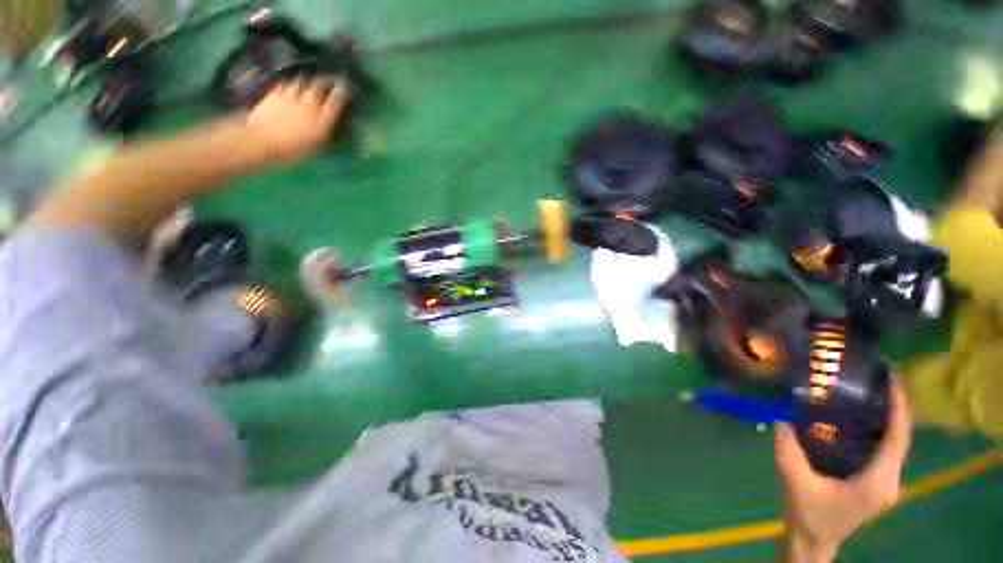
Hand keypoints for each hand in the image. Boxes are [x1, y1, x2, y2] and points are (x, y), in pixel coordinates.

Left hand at [245, 77, 349, 163]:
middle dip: (329, 81)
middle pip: (321, 83)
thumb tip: (347, 131)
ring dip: (311, 81)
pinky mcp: (274, 92)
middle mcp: (309, 101)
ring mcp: (290, 94)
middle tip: (333, 82)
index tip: (349, 89)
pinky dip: (293, 83)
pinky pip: (287, 83)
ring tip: (313, 83)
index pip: (338, 98)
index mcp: (323, 116)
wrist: (259, 141)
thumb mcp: (320, 148)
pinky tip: (292, 86)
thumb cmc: (293, 150)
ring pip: (304, 81)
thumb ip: (334, 137)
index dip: (345, 91)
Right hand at [775, 382, 911, 562]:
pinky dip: (880, 431)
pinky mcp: (878, 483)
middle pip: (900, 439)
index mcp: (877, 482)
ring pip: (895, 445)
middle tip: (877, 379)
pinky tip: (862, 419)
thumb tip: (781, 414)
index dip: (900, 409)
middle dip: (895, 408)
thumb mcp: (794, 479)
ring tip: (871, 392)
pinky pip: (885, 451)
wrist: (813, 539)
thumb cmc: (808, 513)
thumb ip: (788, 447)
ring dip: (888, 418)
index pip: (897, 440)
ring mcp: (886, 484)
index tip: (893, 380)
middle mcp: (890, 482)